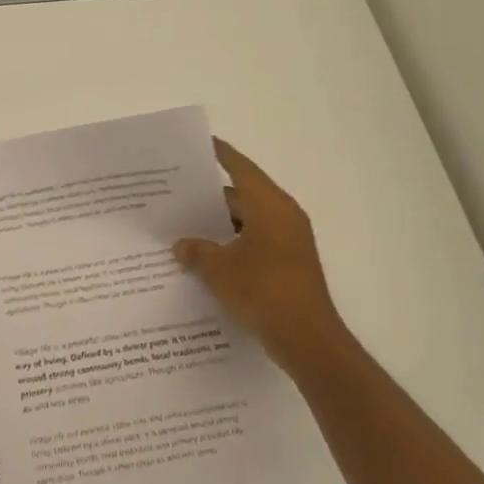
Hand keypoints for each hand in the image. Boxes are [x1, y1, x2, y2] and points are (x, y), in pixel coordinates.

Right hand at [174, 139, 342, 365]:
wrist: (307, 339)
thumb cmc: (263, 290)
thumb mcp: (219, 269)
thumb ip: (196, 251)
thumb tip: (181, 245)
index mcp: (270, 205)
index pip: (240, 168)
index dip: (219, 154)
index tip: (199, 143)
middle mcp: (283, 217)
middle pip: (242, 195)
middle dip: (210, 196)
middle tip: (177, 192)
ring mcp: (289, 243)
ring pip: (247, 222)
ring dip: (220, 225)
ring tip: (184, 226)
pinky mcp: (288, 266)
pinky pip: (254, 243)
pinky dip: (232, 245)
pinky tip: (205, 257)